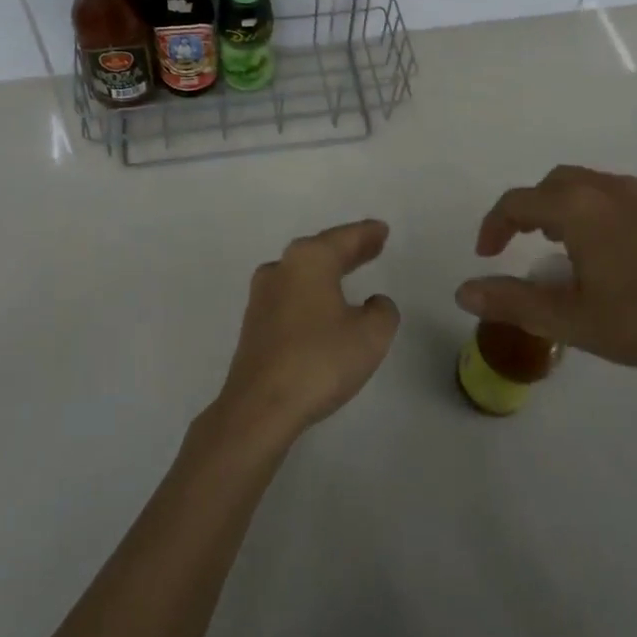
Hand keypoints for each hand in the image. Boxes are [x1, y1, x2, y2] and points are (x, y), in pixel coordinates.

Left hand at [211, 220, 399, 445]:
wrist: (260, 406)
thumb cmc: (319, 361)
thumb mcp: (370, 336)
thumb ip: (381, 312)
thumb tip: (373, 303)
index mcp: (310, 260)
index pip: (344, 238)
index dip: (366, 234)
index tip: (381, 229)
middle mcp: (282, 268)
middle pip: (321, 251)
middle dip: (347, 249)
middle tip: (371, 245)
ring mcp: (263, 296)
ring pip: (302, 272)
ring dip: (326, 271)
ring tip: (348, 271)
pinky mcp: (255, 324)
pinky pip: (291, 295)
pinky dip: (311, 292)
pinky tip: (321, 306)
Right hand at [456, 166, 636, 375]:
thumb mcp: (574, 320)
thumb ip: (513, 302)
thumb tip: (463, 291)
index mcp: (577, 208)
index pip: (517, 203)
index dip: (494, 226)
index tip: (487, 256)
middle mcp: (605, 189)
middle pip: (550, 185)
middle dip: (527, 211)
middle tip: (521, 246)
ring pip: (584, 186)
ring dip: (560, 209)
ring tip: (561, 249)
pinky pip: (613, 196)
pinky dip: (591, 212)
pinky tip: (609, 254)